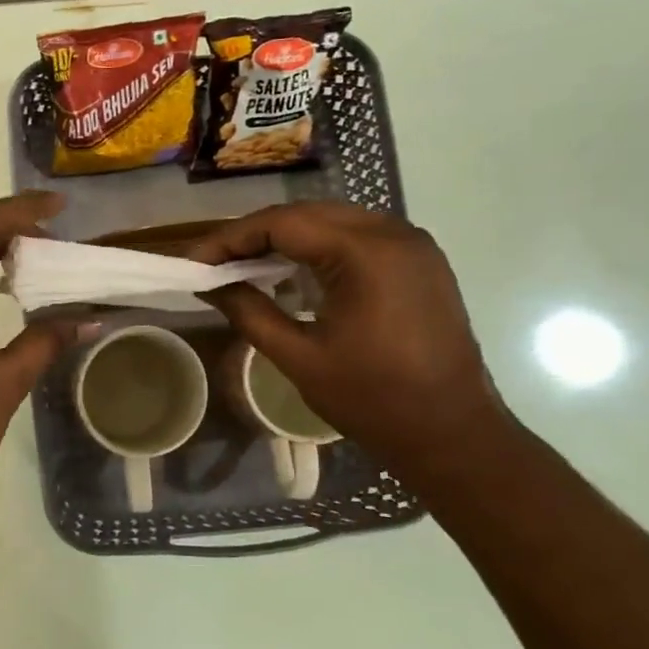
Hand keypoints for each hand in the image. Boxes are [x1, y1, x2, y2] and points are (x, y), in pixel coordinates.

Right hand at [190, 203, 507, 468]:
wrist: (453, 434)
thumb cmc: (373, 400)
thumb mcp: (299, 357)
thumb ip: (249, 312)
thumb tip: (209, 285)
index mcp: (365, 253)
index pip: (282, 223)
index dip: (231, 238)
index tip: (195, 260)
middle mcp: (393, 233)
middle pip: (307, 214)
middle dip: (256, 234)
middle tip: (216, 262)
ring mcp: (413, 245)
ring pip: (333, 221)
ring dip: (287, 238)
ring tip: (246, 266)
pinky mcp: (421, 262)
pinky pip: (359, 237)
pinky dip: (320, 247)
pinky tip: (294, 273)